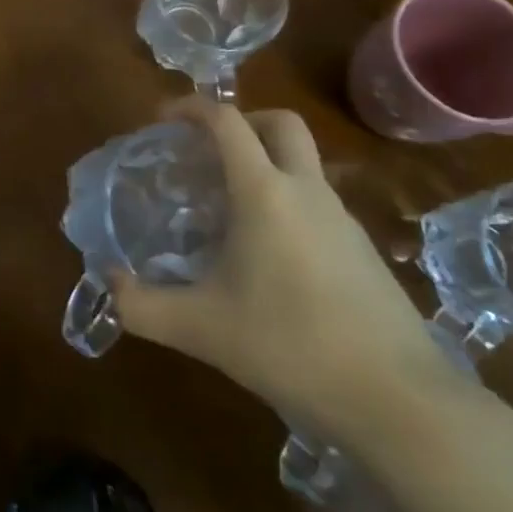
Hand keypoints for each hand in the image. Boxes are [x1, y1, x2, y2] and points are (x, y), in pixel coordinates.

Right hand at [109, 99, 449, 448]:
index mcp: (264, 191)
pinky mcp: (364, 252)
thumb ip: (144, 306)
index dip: (190, 107)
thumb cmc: (292, 347)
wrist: (402, 404)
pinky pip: (319, 203)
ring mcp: (343, 220)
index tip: (162, 121)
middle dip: (242, 121)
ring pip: (303, 163)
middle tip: (209, 151)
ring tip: (231, 208)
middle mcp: (306, 191)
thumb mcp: (203, 329)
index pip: (226, 121)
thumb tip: (109, 285)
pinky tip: (271, 256)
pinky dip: (289, 202)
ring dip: (267, 163)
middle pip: (280, 122)